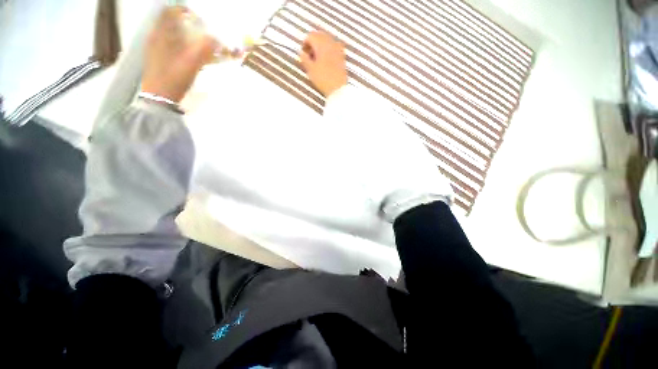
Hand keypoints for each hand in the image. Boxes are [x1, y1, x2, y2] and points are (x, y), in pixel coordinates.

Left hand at [141, 6, 218, 102]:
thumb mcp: (192, 62)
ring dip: (184, 35)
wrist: (160, 99)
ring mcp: (155, 49)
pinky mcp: (158, 59)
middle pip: (170, 23)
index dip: (182, 11)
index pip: (169, 12)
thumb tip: (217, 39)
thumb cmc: (173, 78)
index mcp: (160, 34)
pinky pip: (170, 46)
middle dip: (186, 24)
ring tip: (197, 44)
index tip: (197, 17)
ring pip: (170, 35)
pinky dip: (180, 46)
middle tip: (200, 31)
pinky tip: (189, 55)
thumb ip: (205, 48)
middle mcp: (155, 38)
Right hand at [300, 31, 347, 97]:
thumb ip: (304, 58)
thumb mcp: (310, 70)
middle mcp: (330, 42)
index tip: (303, 54)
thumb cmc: (323, 79)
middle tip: (310, 56)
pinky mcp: (342, 56)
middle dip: (313, 44)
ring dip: (321, 47)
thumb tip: (301, 52)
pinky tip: (326, 61)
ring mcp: (338, 48)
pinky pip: (334, 47)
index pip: (310, 36)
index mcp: (321, 43)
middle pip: (319, 36)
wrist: (338, 89)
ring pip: (327, 41)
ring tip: (317, 59)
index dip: (305, 44)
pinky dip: (328, 51)